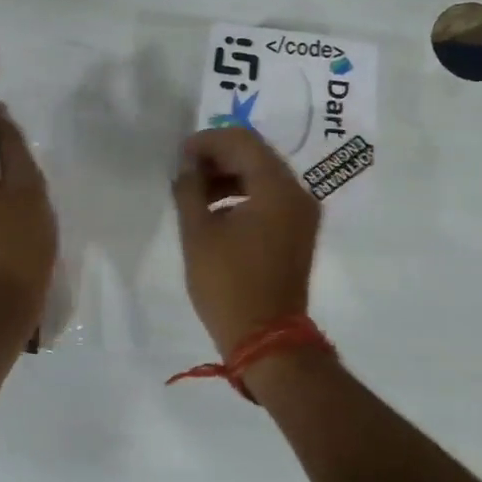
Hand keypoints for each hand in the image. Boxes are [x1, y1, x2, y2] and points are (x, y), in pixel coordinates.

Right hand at [171, 127, 320, 357]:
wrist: (266, 339)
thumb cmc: (228, 285)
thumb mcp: (198, 234)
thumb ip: (189, 189)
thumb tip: (187, 166)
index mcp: (277, 188)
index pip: (242, 141)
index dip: (207, 141)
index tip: (179, 156)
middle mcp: (298, 193)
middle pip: (256, 155)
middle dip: (218, 158)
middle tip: (184, 173)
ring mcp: (302, 214)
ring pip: (263, 177)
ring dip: (229, 177)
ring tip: (195, 194)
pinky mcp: (298, 233)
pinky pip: (270, 199)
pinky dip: (243, 196)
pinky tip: (216, 213)